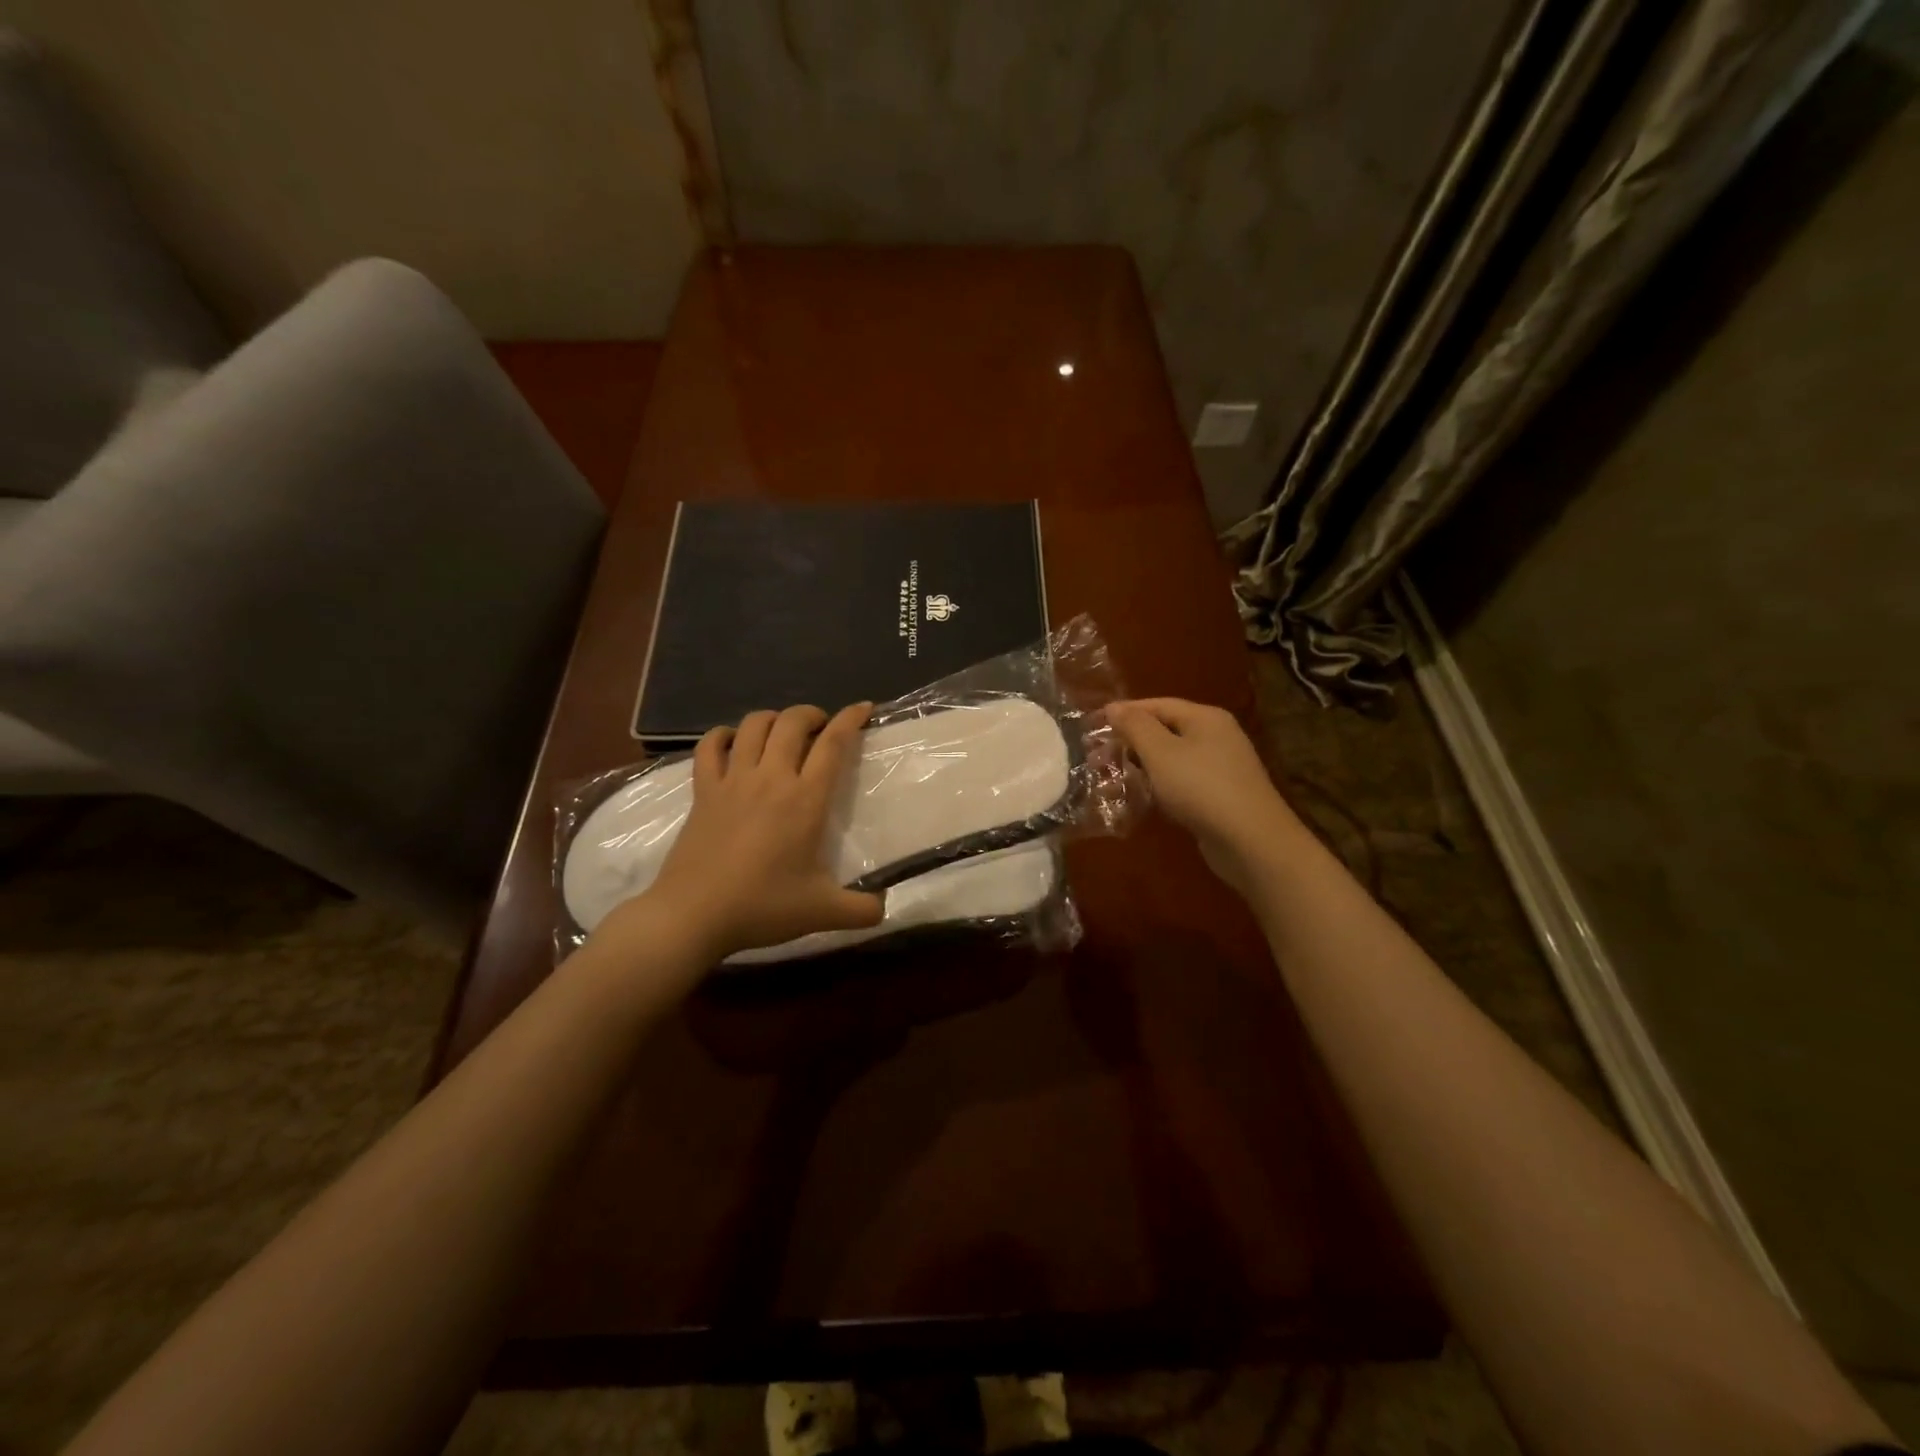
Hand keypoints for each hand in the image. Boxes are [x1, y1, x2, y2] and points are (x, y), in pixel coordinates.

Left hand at [621, 703, 884, 960]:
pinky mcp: (703, 790)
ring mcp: (732, 780)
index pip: (833, 744)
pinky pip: (710, 746)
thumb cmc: (762, 907)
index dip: (851, 719)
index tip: (863, 708)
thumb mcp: (822, 913)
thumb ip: (862, 911)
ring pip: (753, 725)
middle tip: (822, 727)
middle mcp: (771, 778)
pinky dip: (724, 735)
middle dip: (812, 714)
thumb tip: (885, 909)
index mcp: (805, 800)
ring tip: (783, 732)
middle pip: (792, 721)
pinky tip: (733, 742)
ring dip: (773, 719)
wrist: (693, 915)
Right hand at [1108, 698, 1306, 893]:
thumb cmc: (1201, 788)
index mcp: (1205, 718)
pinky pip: (1183, 782)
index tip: (1093, 726)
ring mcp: (1222, 767)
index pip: (1157, 704)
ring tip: (1113, 779)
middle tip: (1099, 758)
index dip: (1124, 713)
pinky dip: (1160, 786)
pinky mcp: (1221, 796)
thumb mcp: (1160, 752)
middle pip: (1165, 730)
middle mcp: (1217, 736)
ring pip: (1173, 758)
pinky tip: (1144, 799)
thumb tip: (1113, 706)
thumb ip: (1135, 727)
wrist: (1251, 841)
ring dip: (1143, 766)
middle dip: (1131, 742)